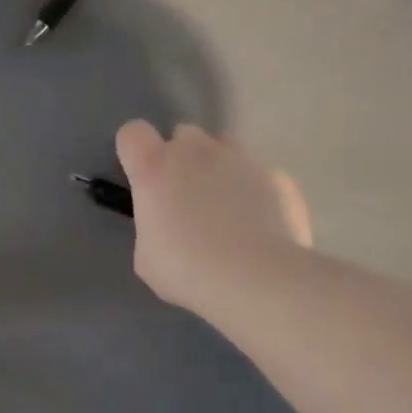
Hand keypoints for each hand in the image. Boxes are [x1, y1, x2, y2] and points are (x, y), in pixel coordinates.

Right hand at [115, 120, 311, 314]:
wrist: (258, 279)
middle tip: (184, 197)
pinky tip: (259, 224)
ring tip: (225, 207)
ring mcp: (242, 159)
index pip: (132, 133)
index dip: (134, 151)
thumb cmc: (188, 269)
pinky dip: (254, 191)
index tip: (140, 177)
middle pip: (183, 134)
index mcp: (155, 168)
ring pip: (225, 147)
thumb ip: (152, 226)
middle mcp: (197, 152)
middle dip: (181, 157)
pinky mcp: (278, 177)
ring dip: (219, 167)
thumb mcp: (147, 257)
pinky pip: (259, 174)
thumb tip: (165, 225)